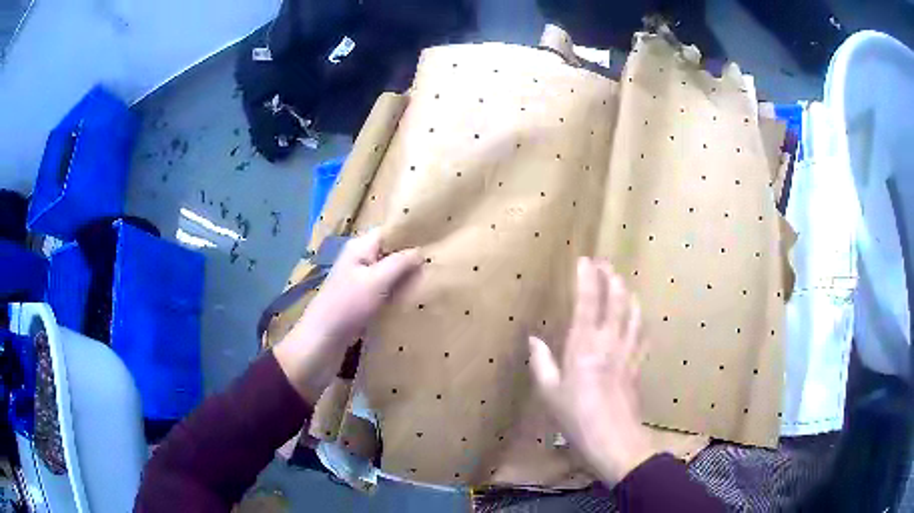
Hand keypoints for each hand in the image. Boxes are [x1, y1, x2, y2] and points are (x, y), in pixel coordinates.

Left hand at [275, 231, 421, 402]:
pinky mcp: (361, 300)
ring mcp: (360, 280)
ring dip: (406, 276)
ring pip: (388, 272)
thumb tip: (420, 251)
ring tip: (433, 278)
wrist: (322, 341)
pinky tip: (416, 297)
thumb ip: (399, 263)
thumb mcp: (376, 281)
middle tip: (440, 261)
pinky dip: (398, 292)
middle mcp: (359, 259)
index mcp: (360, 248)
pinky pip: (385, 290)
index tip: (437, 238)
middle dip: (411, 257)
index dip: (411, 234)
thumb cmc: (347, 306)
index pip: (389, 231)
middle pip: (390, 252)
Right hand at [529, 257, 655, 483]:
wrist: (613, 440)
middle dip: (611, 279)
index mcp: (584, 345)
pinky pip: (642, 337)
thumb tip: (534, 339)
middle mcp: (609, 342)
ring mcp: (627, 353)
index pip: (588, 302)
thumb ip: (542, 363)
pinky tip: (640, 320)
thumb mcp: (550, 393)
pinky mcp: (637, 366)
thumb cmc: (576, 417)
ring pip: (633, 315)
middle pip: (616, 301)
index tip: (585, 260)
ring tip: (624, 285)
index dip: (587, 278)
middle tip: (606, 265)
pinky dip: (641, 323)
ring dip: (628, 295)